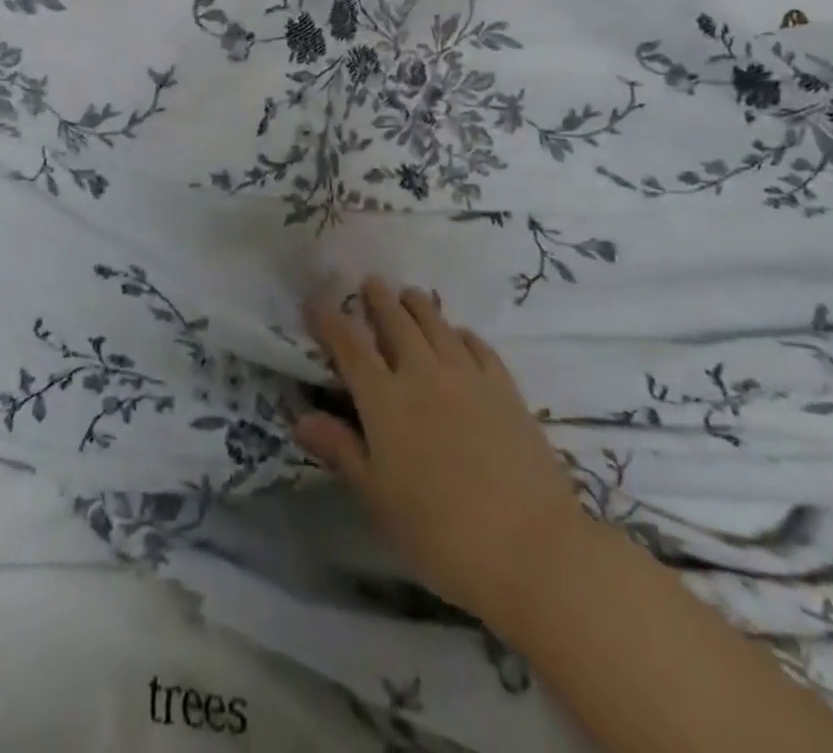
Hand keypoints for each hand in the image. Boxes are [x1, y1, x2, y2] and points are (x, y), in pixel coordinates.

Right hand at [295, 279, 589, 636]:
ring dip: (418, 305)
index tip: (316, 301)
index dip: (330, 319)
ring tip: (409, 295)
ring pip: (436, 324)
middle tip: (370, 283)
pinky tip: (458, 336)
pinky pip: (477, 345)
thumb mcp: (378, 498)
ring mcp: (467, 376)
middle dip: (378, 299)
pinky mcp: (504, 387)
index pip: (349, 345)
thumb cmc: (440, 533)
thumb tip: (301, 419)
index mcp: (384, 399)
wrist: (530, 548)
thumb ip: (341, 450)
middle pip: (396, 321)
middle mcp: (422, 373)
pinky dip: (460, 333)